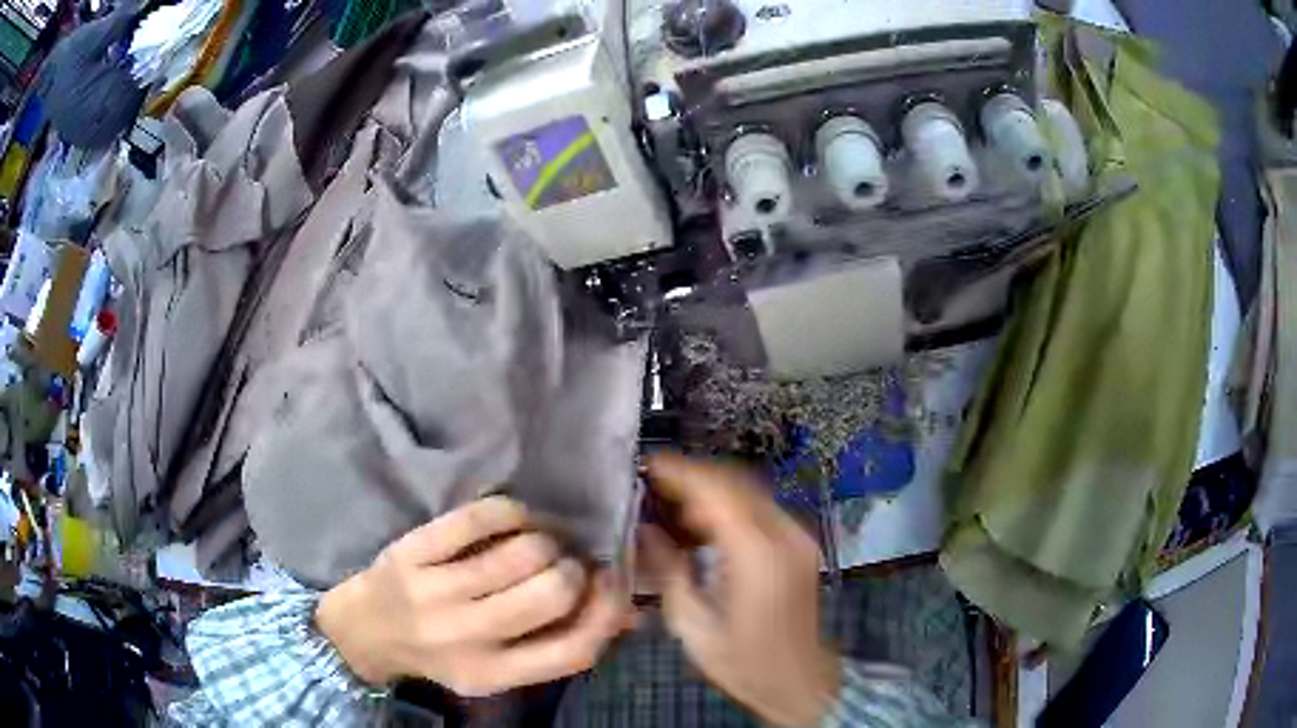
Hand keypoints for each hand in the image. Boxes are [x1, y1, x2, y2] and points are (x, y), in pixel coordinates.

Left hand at [315, 497, 633, 695]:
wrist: (365, 631)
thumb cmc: (441, 653)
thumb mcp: (499, 668)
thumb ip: (557, 643)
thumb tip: (630, 611)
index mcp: (493, 674)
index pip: (574, 649)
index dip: (607, 610)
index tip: (611, 582)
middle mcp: (466, 637)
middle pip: (553, 592)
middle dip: (574, 568)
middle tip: (565, 561)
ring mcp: (434, 591)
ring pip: (522, 550)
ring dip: (547, 537)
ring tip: (540, 539)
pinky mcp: (413, 550)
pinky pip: (481, 516)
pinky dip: (513, 510)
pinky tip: (515, 518)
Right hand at [640, 454, 839, 726]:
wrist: (798, 679)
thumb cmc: (742, 661)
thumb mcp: (692, 624)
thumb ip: (669, 570)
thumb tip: (645, 530)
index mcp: (757, 555)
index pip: (717, 492)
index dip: (680, 472)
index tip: (645, 463)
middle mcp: (784, 535)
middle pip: (735, 481)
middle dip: (691, 475)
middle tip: (651, 483)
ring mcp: (797, 536)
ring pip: (749, 489)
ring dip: (709, 487)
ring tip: (670, 501)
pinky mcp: (799, 543)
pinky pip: (760, 507)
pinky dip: (728, 504)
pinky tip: (702, 524)